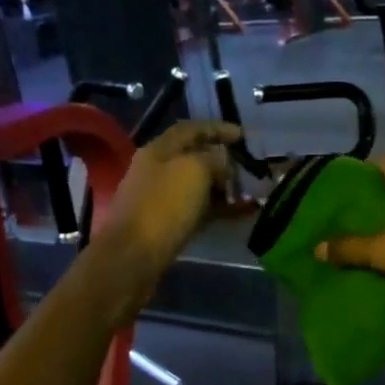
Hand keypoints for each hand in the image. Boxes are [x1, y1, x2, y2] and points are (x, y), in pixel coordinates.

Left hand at [92, 120, 237, 298]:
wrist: (134, 256)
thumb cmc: (163, 207)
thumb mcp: (194, 171)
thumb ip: (213, 158)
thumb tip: (223, 159)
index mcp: (159, 150)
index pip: (191, 129)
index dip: (217, 128)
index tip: (244, 135)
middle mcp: (157, 170)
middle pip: (194, 157)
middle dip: (223, 159)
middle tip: (249, 167)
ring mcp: (161, 199)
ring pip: (198, 185)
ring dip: (223, 186)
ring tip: (250, 192)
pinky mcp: (166, 225)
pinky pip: (198, 210)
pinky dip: (219, 208)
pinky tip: (240, 213)